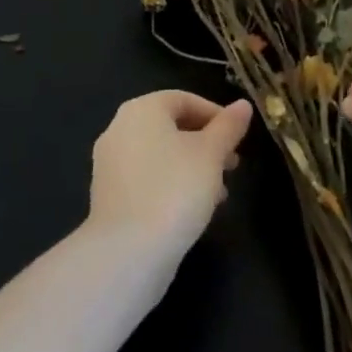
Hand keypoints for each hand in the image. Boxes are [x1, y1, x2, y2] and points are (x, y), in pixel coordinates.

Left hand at [88, 90, 251, 252]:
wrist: (128, 252)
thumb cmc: (175, 189)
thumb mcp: (212, 154)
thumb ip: (228, 127)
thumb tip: (243, 105)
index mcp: (142, 109)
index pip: (183, 99)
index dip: (215, 114)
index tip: (238, 137)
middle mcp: (119, 129)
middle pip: (170, 127)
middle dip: (205, 144)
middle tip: (232, 165)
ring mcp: (109, 164)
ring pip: (160, 155)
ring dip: (191, 167)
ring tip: (219, 193)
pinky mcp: (108, 196)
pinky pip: (146, 179)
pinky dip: (170, 184)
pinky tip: (192, 209)